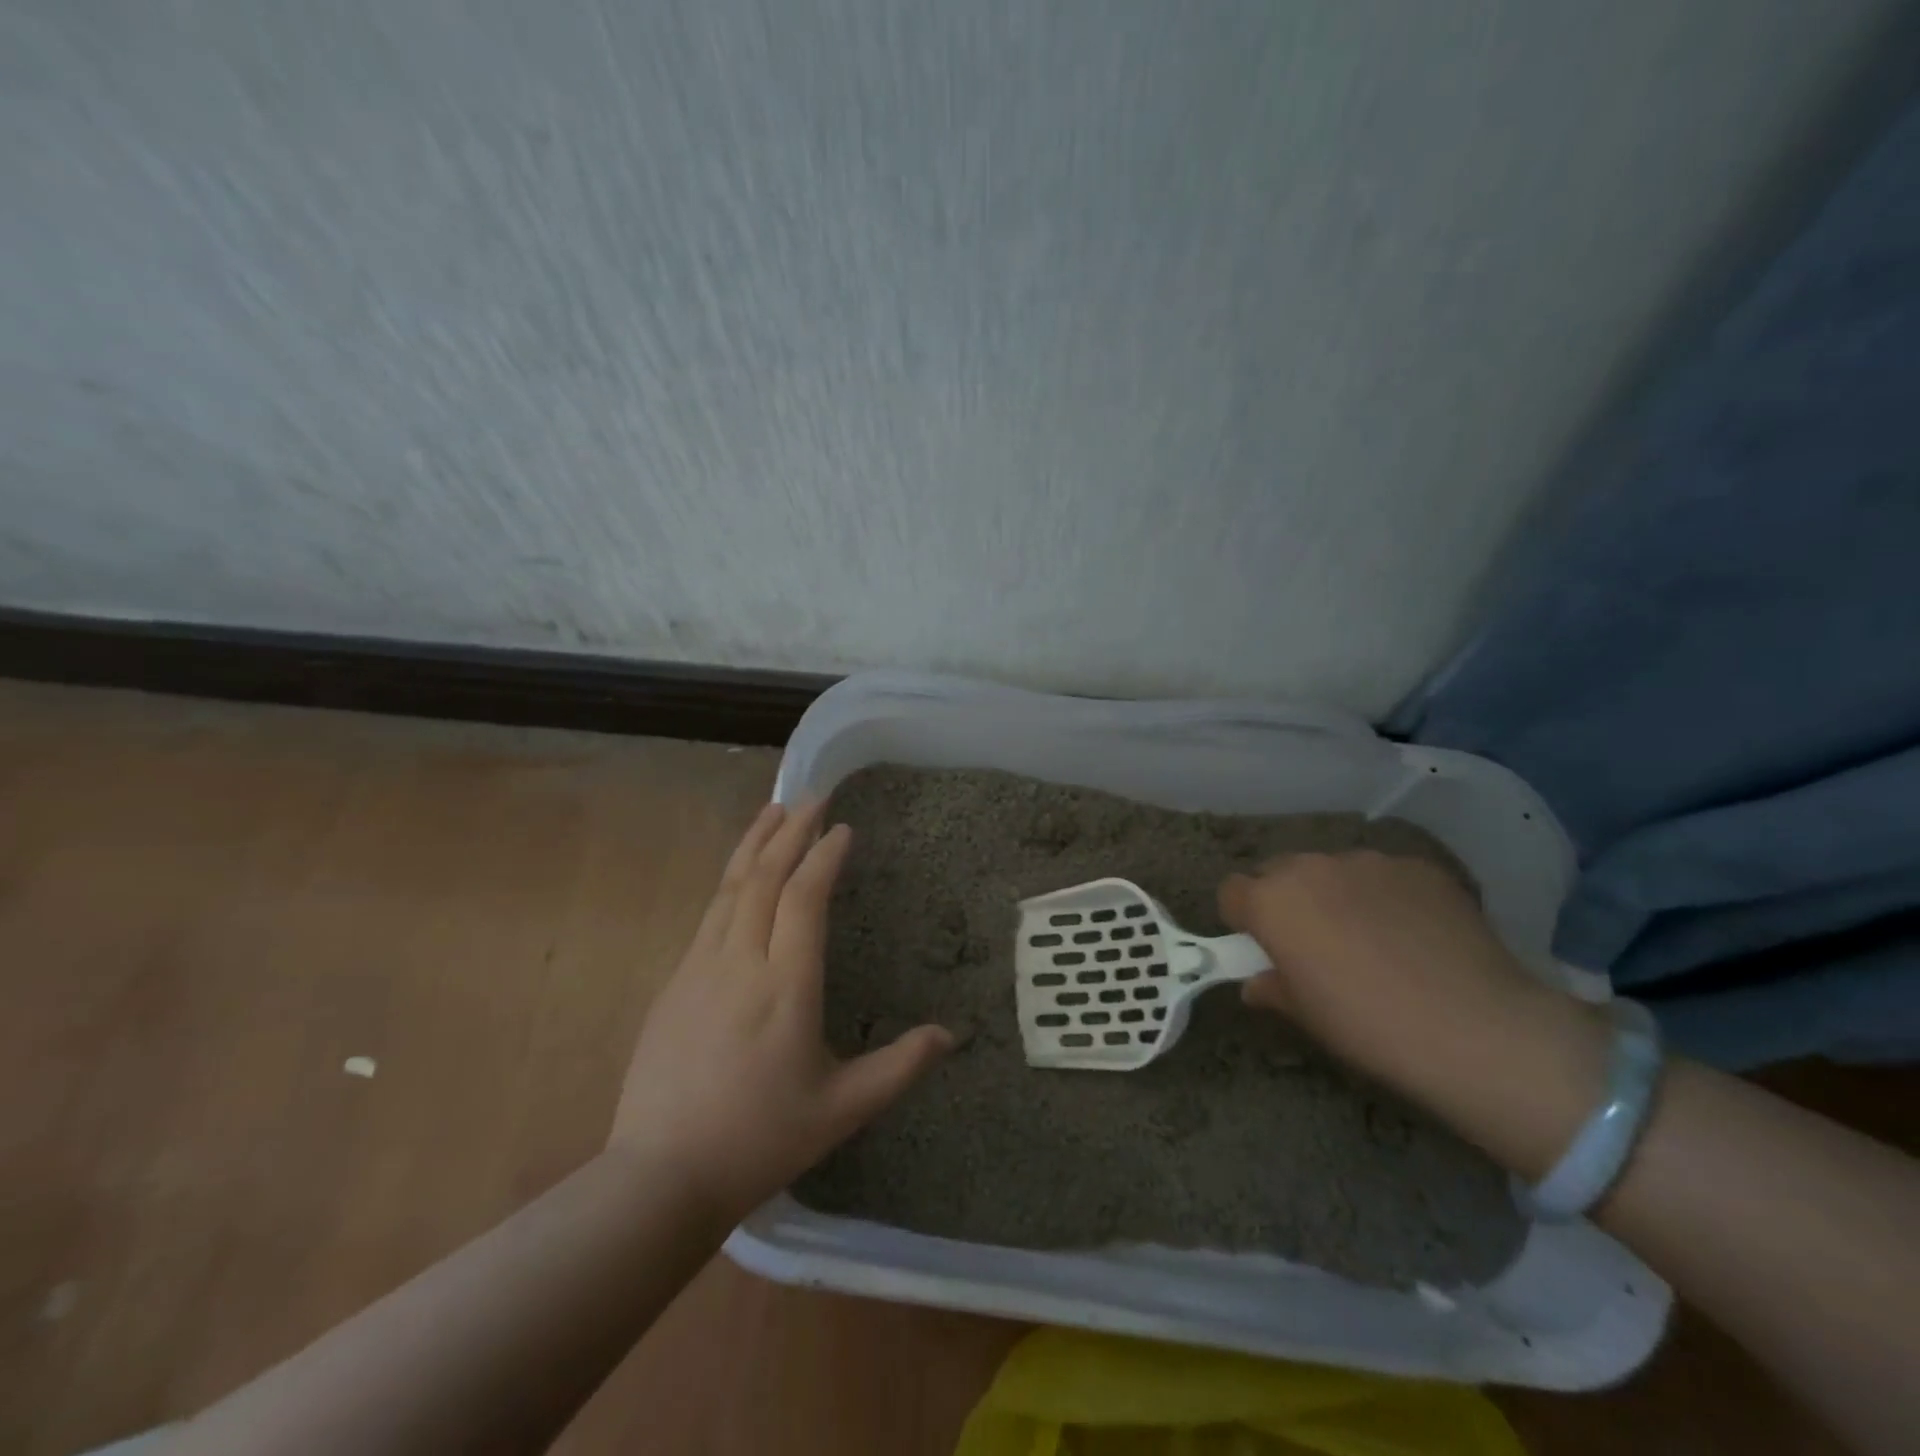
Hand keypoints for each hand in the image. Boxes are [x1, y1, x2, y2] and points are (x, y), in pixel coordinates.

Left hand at [608, 800, 952, 1217]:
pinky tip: (740, 871)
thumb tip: (951, 1035)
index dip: (824, 857)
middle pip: (764, 877)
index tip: (844, 828)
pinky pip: (709, 912)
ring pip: (730, 886)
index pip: (804, 899)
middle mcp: (740, 963)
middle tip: (813, 796)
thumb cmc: (760, 1140)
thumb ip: (900, 1067)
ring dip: (755, 842)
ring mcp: (700, 968)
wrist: (660, 1176)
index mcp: (785, 987)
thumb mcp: (842, 1109)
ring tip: (775, 809)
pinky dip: (731, 877)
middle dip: (791, 831)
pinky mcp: (675, 981)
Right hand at [1219, 851, 1606, 1171]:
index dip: (1242, 918)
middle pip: (1281, 872)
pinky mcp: (1420, 866)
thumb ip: (1272, 988)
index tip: (1263, 946)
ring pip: (1335, 871)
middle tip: (1316, 944)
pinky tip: (1418, 937)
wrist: (1478, 1029)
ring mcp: (1369, 861)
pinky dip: (1389, 898)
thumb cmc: (1369, 1026)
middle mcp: (1312, 868)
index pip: (1231, 891)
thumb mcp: (1306, 1016)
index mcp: (1271, 901)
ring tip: (1376, 940)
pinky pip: (1386, 876)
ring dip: (1338, 895)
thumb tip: (1259, 983)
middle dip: (1288, 900)